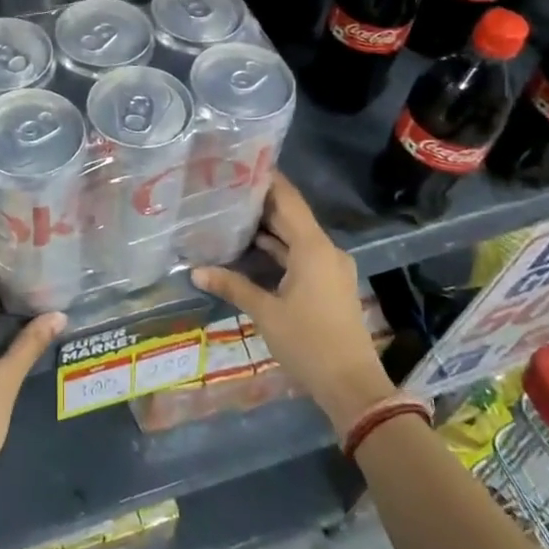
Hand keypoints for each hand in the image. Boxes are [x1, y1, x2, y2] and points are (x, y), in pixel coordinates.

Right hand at [191, 174, 407, 432]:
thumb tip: (195, 271)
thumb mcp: (266, 313)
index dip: (268, 180)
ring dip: (270, 227)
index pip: (288, 200)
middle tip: (227, 187)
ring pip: (296, 237)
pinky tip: (253, 248)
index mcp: (313, 248)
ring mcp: (330, 268)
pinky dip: (280, 249)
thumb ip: (233, 286)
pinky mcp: (329, 284)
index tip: (242, 162)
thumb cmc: (308, 343)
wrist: (353, 386)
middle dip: (262, 202)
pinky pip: (302, 255)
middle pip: (292, 216)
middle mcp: (325, 250)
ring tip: (233, 212)